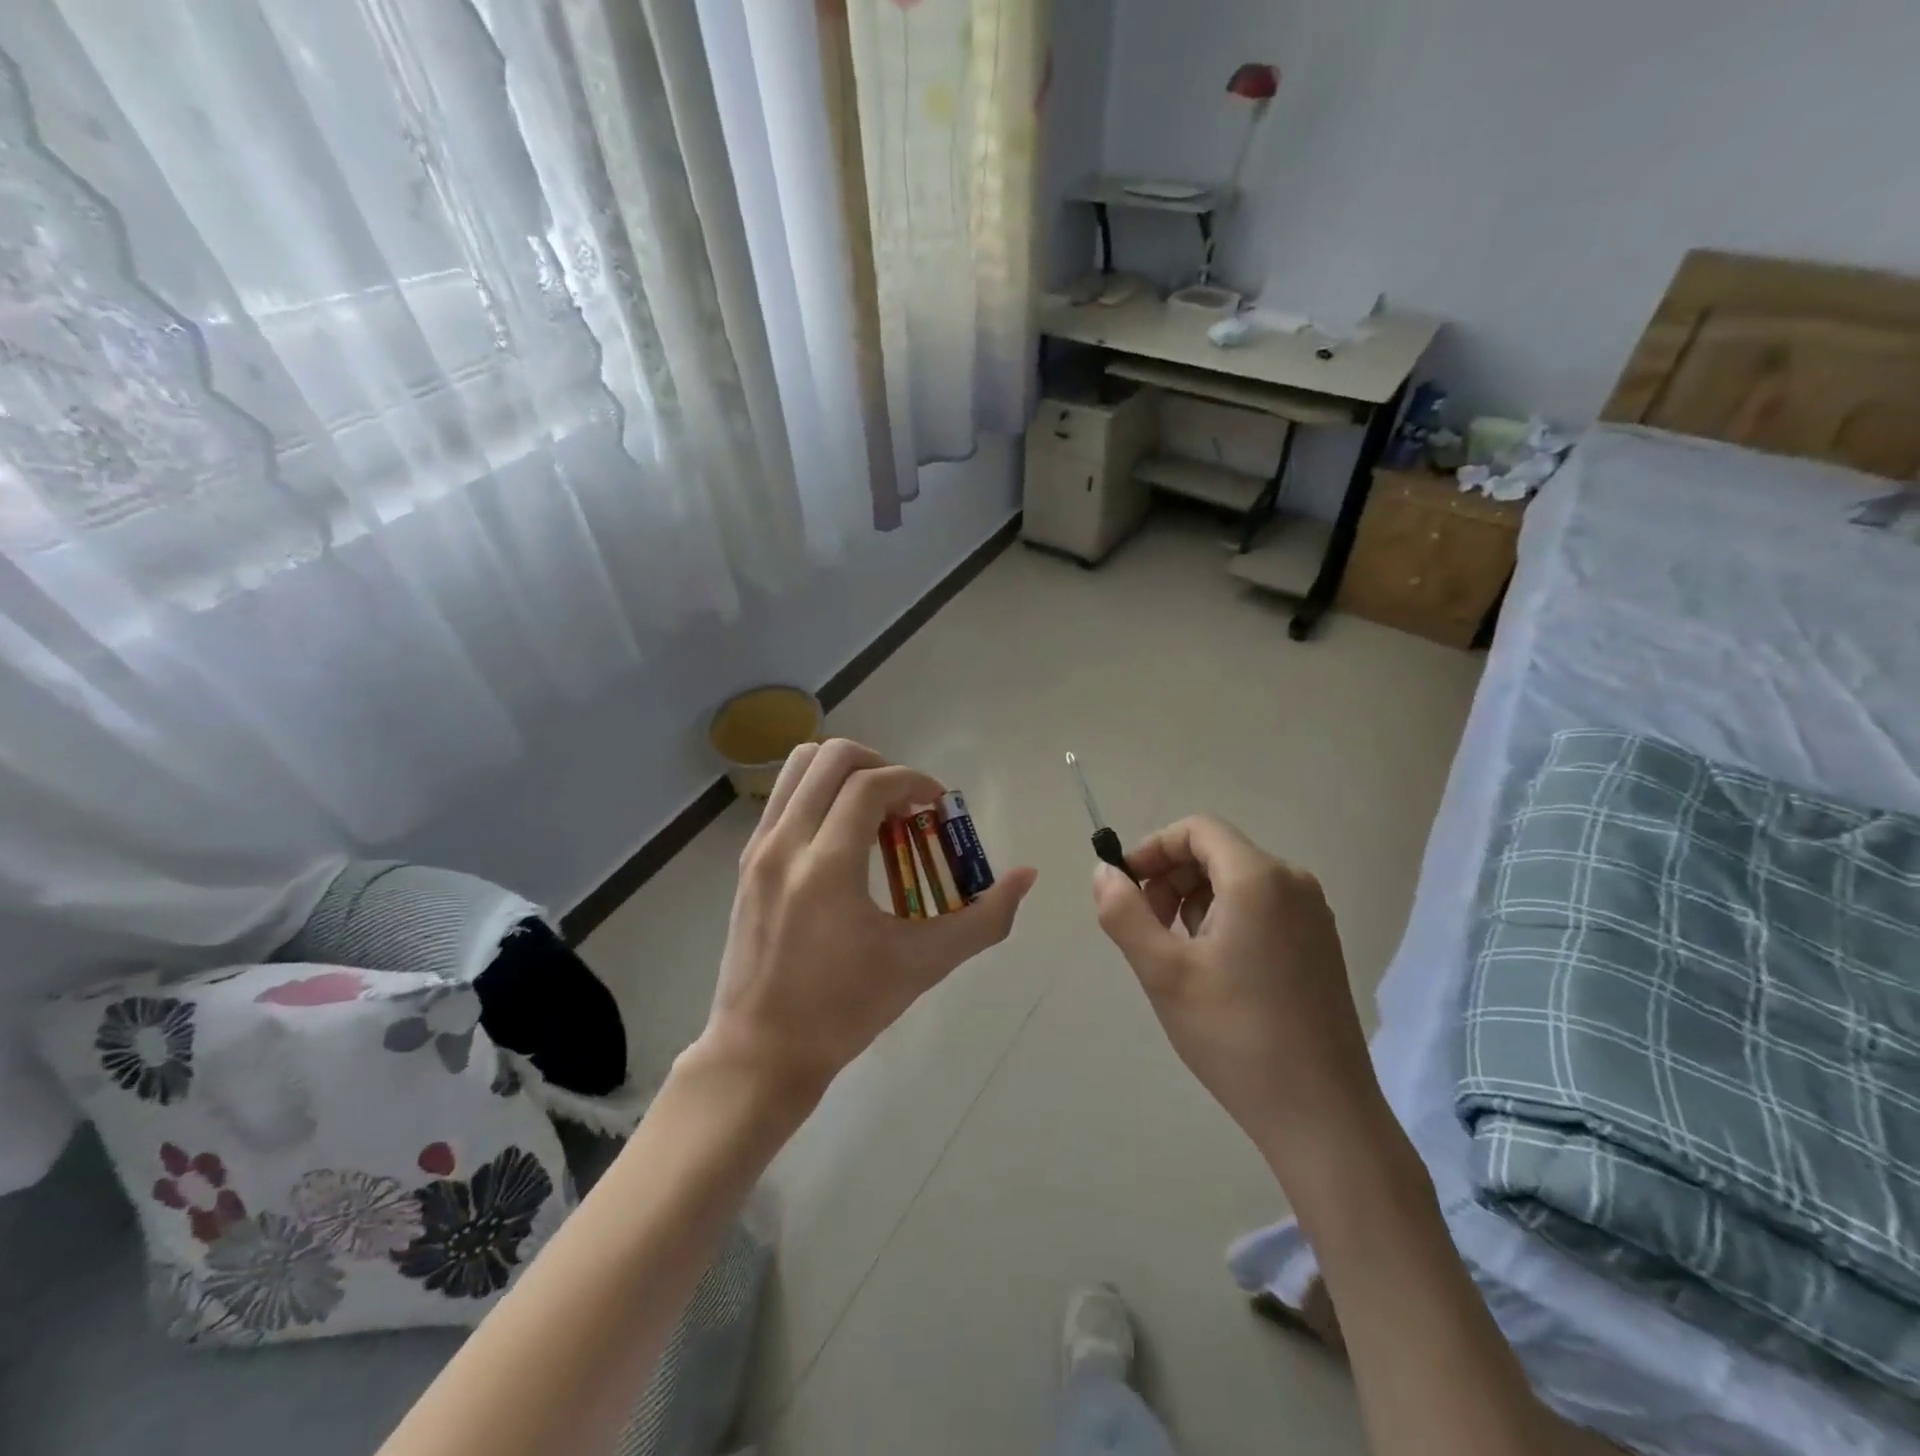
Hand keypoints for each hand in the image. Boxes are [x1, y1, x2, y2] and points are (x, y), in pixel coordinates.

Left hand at [689, 740, 1036, 1112]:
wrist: (761, 1052)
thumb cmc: (844, 1010)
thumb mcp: (922, 965)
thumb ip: (983, 919)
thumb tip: (1025, 877)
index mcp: (827, 866)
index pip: (872, 785)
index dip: (914, 782)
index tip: (938, 807)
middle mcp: (785, 843)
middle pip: (832, 757)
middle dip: (879, 765)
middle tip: (906, 804)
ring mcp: (758, 849)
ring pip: (800, 767)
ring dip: (845, 773)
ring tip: (874, 812)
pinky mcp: (746, 862)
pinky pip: (784, 797)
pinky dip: (819, 795)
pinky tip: (843, 839)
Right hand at [1091, 815, 1385, 1181]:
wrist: (1321, 1115)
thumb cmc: (1235, 1035)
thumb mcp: (1164, 972)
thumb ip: (1124, 912)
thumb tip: (1103, 871)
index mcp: (1259, 878)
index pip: (1197, 829)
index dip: (1153, 848)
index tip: (1127, 888)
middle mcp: (1293, 883)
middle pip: (1217, 852)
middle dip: (1171, 878)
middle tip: (1147, 928)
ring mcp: (1313, 915)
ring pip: (1237, 881)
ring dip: (1195, 902)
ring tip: (1178, 956)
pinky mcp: (1319, 945)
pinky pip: (1261, 907)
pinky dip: (1225, 920)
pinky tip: (1213, 971)